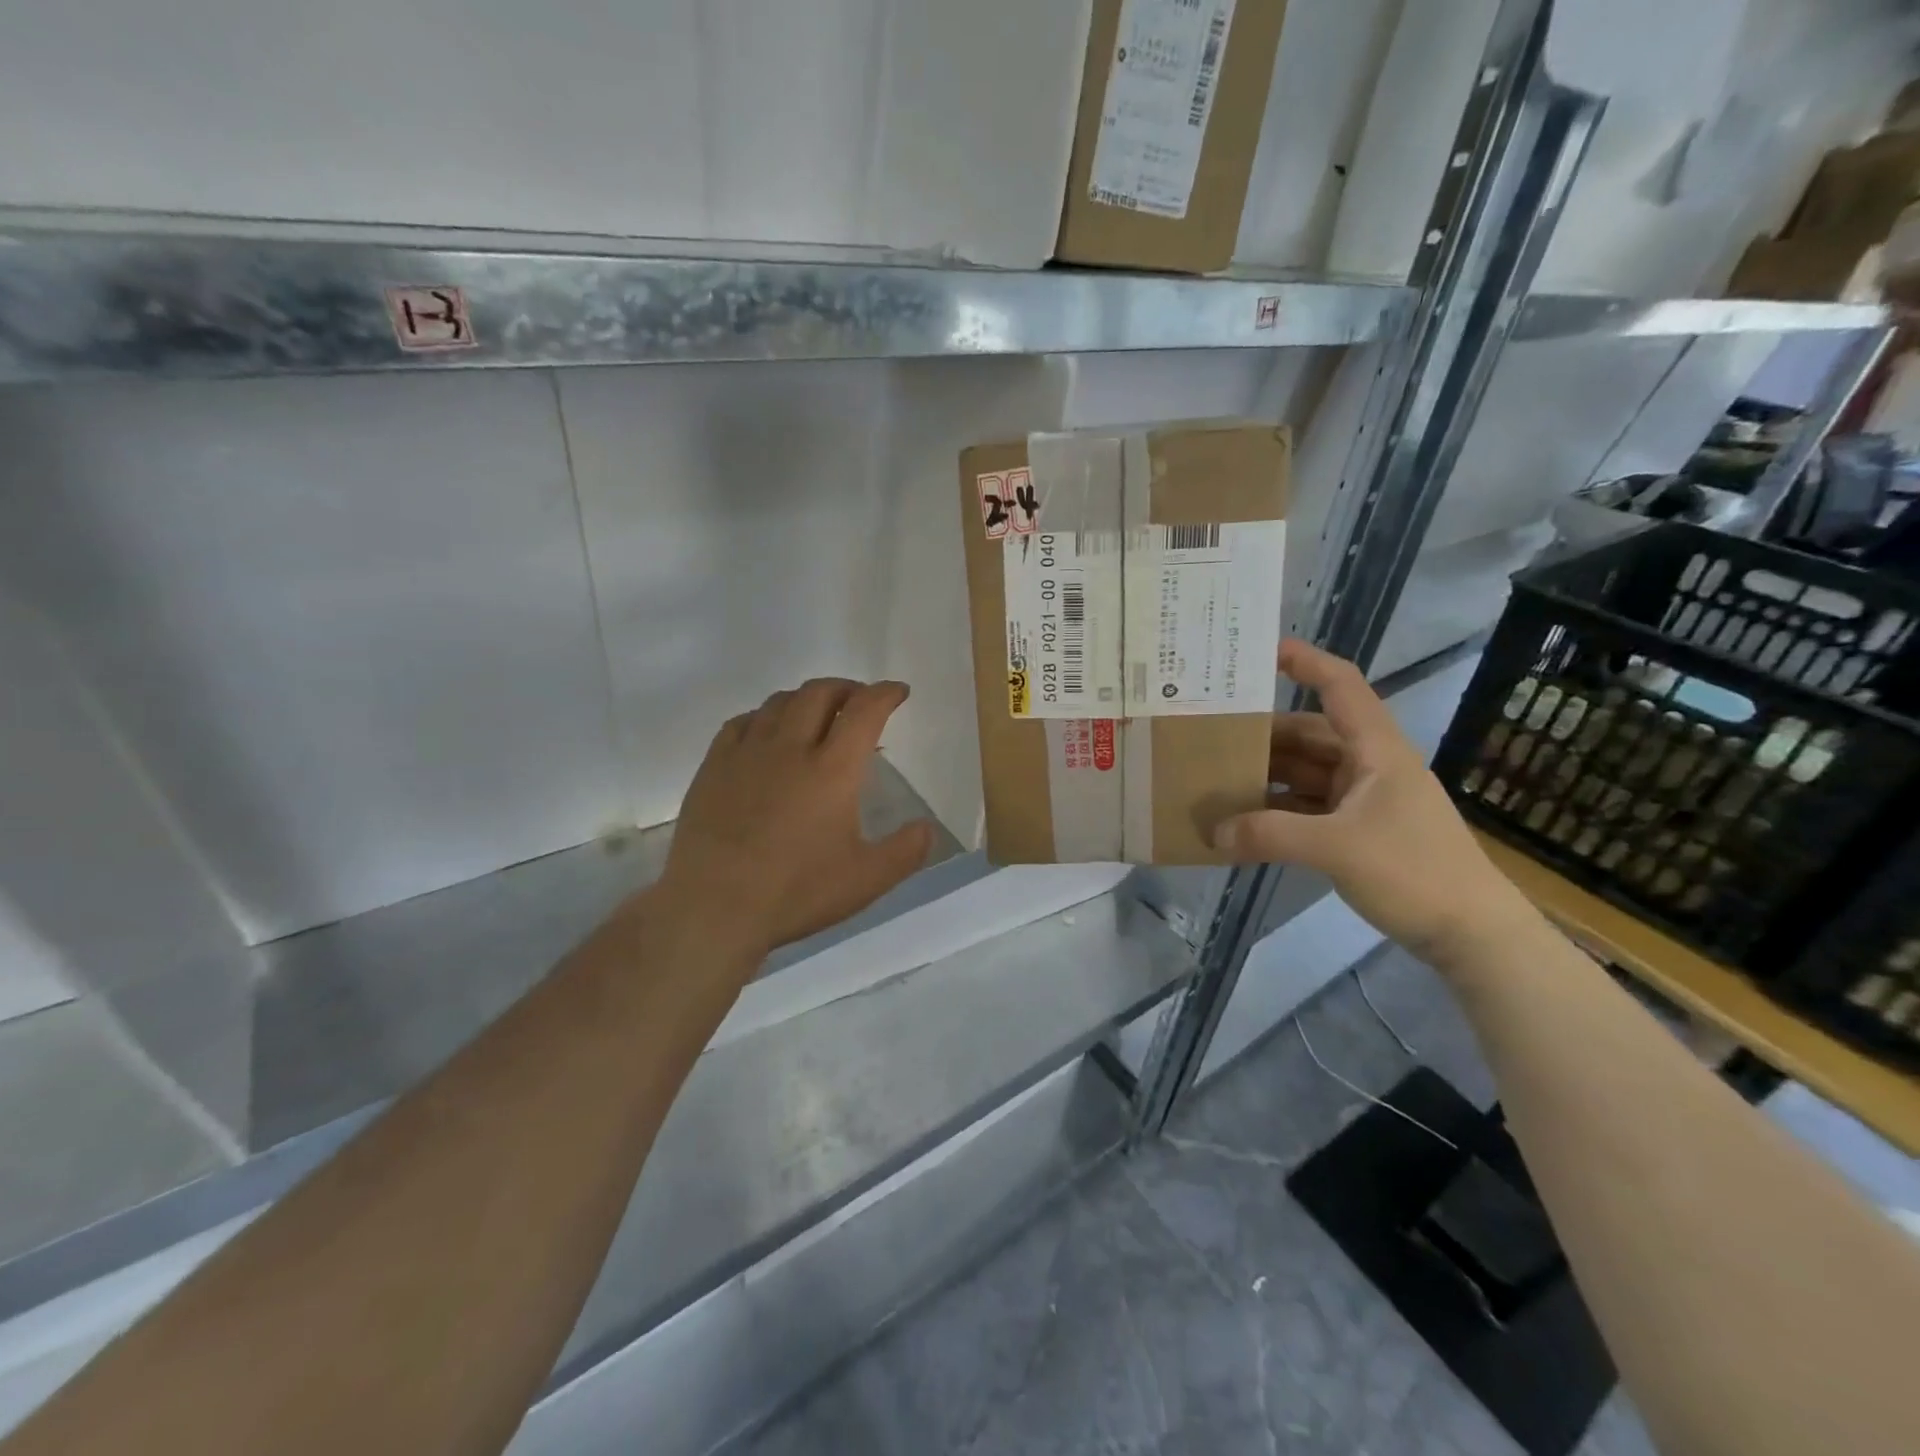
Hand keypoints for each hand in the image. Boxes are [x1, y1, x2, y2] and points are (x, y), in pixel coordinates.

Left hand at [659, 678, 934, 953]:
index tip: (898, 692)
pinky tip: (767, 732)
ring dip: (806, 698)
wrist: (713, 907)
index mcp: (833, 770)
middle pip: (820, 693)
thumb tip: (927, 828)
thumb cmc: (795, 892)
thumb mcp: (866, 880)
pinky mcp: (714, 766)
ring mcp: (747, 753)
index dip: (885, 693)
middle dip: (847, 688)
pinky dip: (764, 716)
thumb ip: (905, 852)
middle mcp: (790, 748)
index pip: (864, 710)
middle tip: (859, 700)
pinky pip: (741, 722)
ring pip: (779, 702)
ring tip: (817, 713)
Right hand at [1212, 641, 1535, 964]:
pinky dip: (1277, 811)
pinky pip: (1307, 806)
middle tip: (1210, 734)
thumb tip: (1213, 832)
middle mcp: (1368, 765)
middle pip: (1309, 733)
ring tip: (1216, 779)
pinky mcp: (1359, 830)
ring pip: (1305, 772)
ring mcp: (1364, 799)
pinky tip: (1244, 823)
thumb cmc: (1414, 871)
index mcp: (1376, 749)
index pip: (1340, 686)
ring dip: (1266, 776)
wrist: (1471, 933)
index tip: (1259, 652)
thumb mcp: (1336, 848)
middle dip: (1262, 733)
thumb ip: (1269, 835)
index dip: (1305, 661)